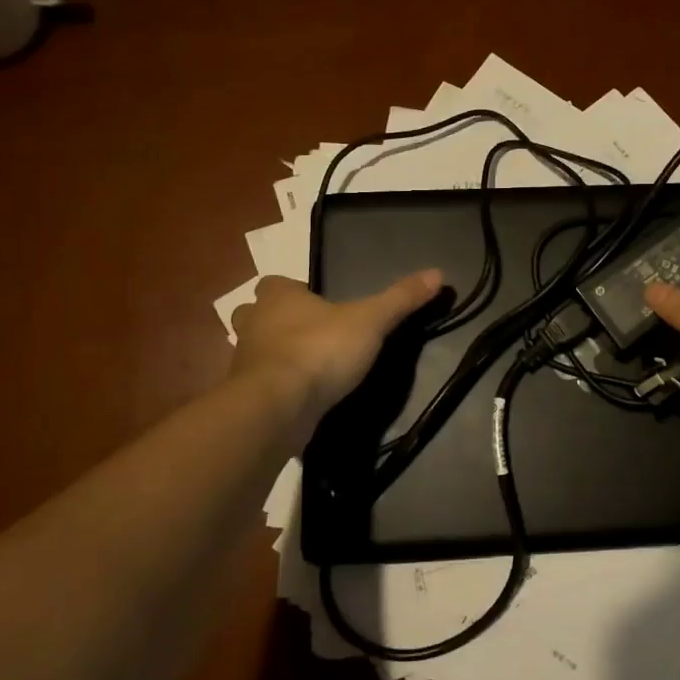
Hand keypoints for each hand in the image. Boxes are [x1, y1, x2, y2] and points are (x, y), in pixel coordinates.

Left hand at [231, 270, 442, 435]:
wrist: (278, 406)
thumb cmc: (321, 351)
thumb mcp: (371, 321)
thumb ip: (401, 299)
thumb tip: (437, 272)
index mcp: (279, 297)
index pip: (276, 283)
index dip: (293, 291)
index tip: (318, 304)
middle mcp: (254, 323)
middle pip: (255, 313)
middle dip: (274, 320)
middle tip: (305, 332)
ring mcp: (243, 361)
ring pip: (251, 349)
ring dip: (269, 354)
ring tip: (301, 364)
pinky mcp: (245, 395)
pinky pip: (256, 384)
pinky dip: (271, 386)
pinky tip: (294, 396)